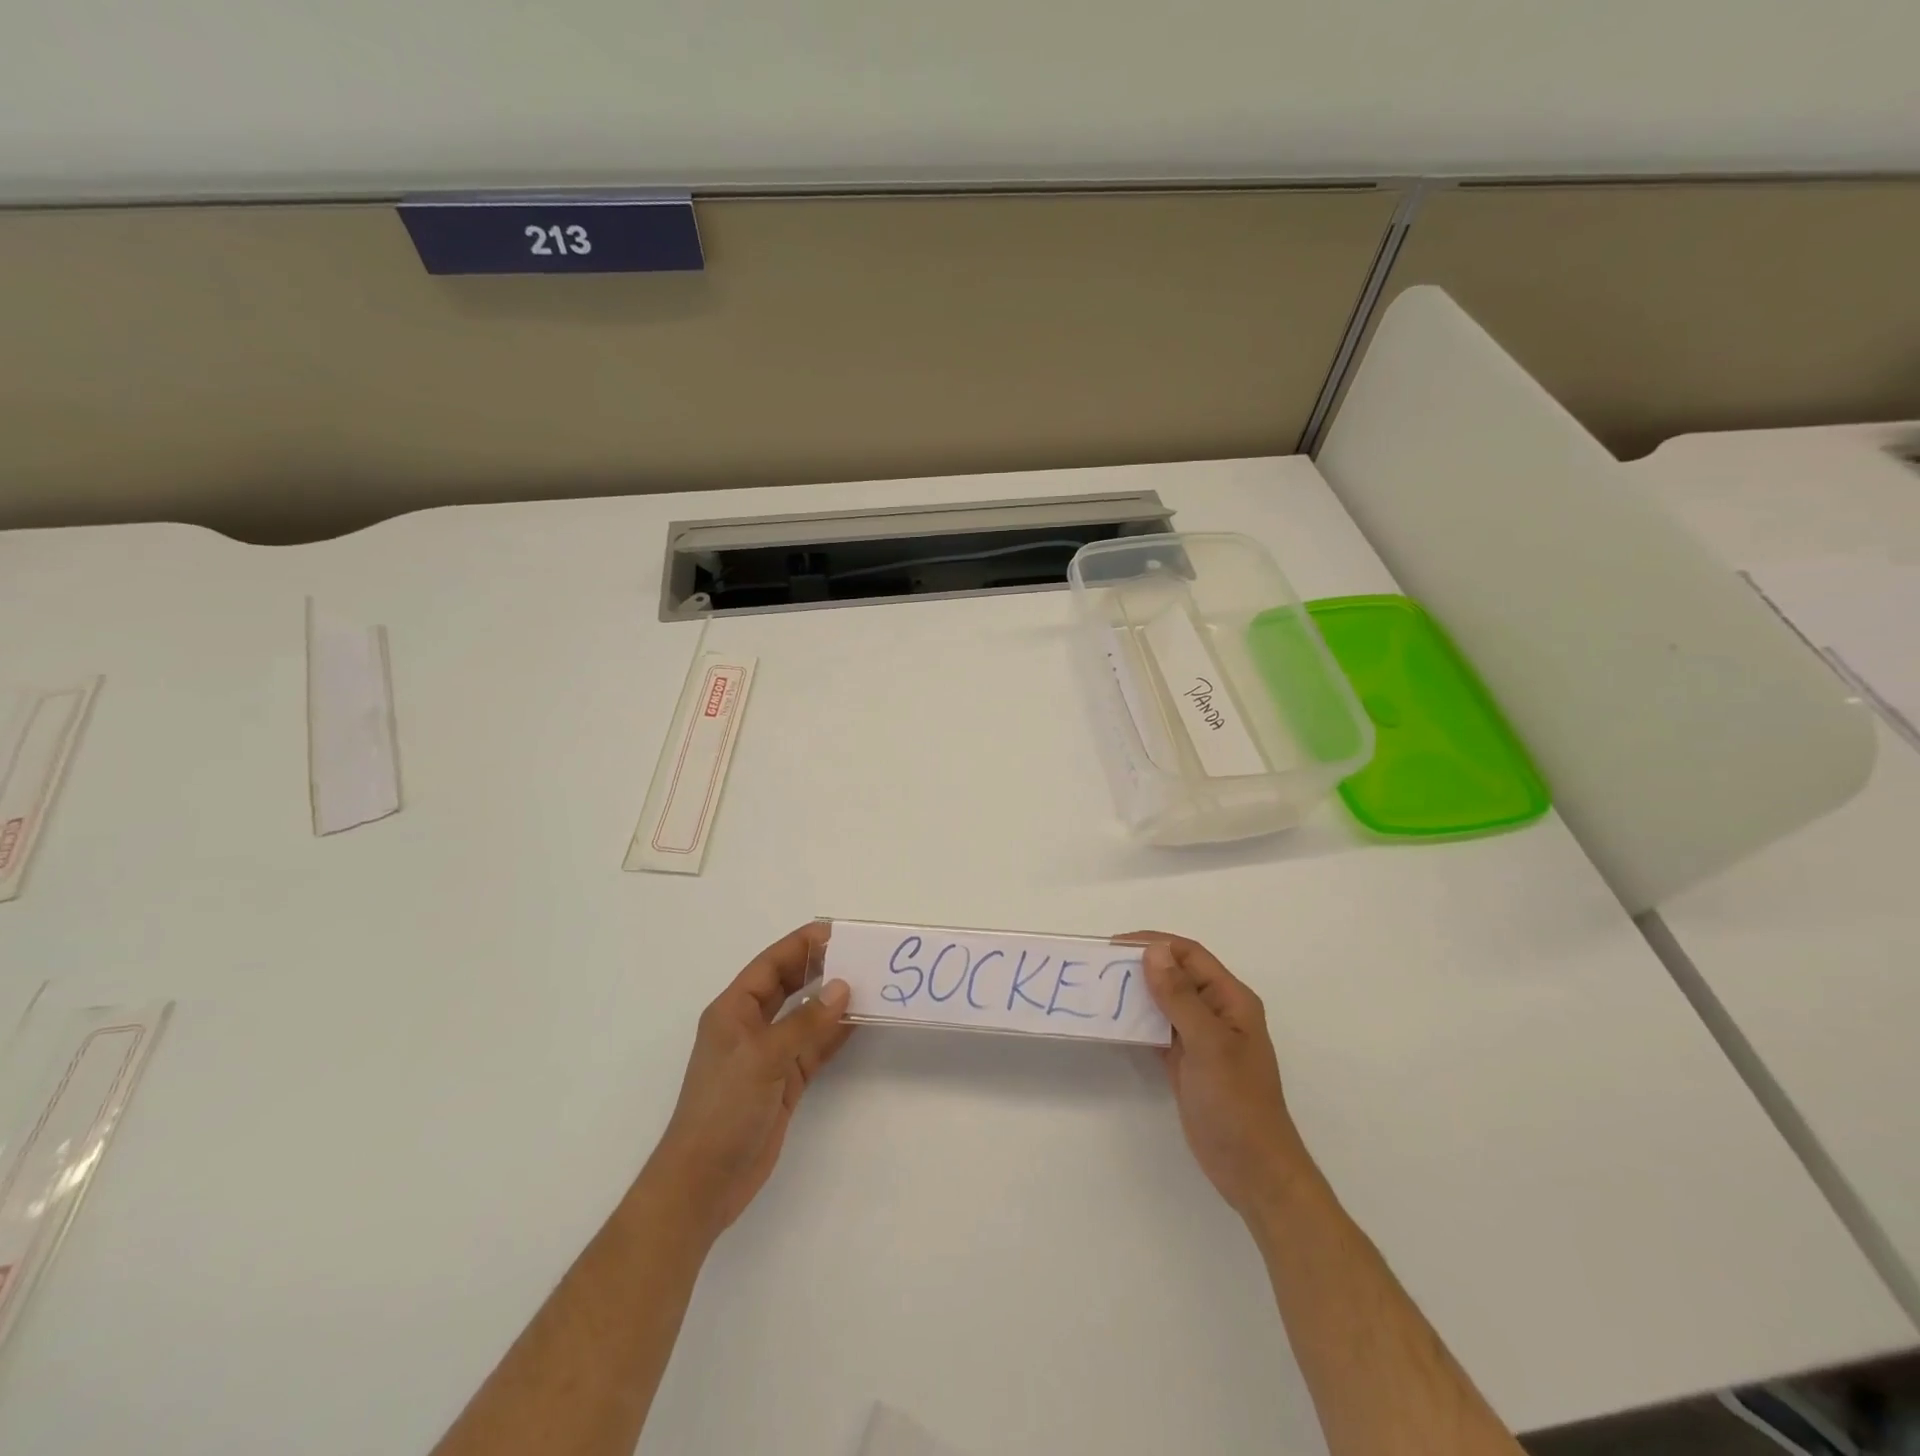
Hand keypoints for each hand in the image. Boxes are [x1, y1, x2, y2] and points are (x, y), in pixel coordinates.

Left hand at [648, 923, 852, 1237]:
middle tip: (858, 955)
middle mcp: (751, 1026)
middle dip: (820, 968)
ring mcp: (769, 1055)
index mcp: (733, 1010)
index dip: (801, 945)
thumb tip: (843, 987)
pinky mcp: (784, 1082)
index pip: (770, 964)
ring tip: (868, 983)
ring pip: (806, 1016)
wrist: (703, 1183)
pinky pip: (815, 1048)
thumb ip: (805, 1022)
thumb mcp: (763, 1058)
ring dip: (832, 1001)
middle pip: (789, 985)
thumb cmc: (722, 1109)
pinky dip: (835, 1034)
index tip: (836, 932)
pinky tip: (859, 1021)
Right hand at [1126, 932, 1312, 1220]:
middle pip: (1175, 975)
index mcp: (1231, 999)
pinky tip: (1113, 1021)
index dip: (1154, 943)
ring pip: (1164, 1002)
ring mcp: (1201, 1038)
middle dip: (1141, 965)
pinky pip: (1158, 1029)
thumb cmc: (1236, 1102)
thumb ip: (1179, 996)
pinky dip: (1137, 1022)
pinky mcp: (1186, 1062)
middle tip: (1099, 965)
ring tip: (1100, 988)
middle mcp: (1217, 1012)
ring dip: (1136, 993)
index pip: (1190, 955)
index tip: (1114, 945)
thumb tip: (1153, 950)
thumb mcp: (1208, 1044)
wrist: (1253, 1170)